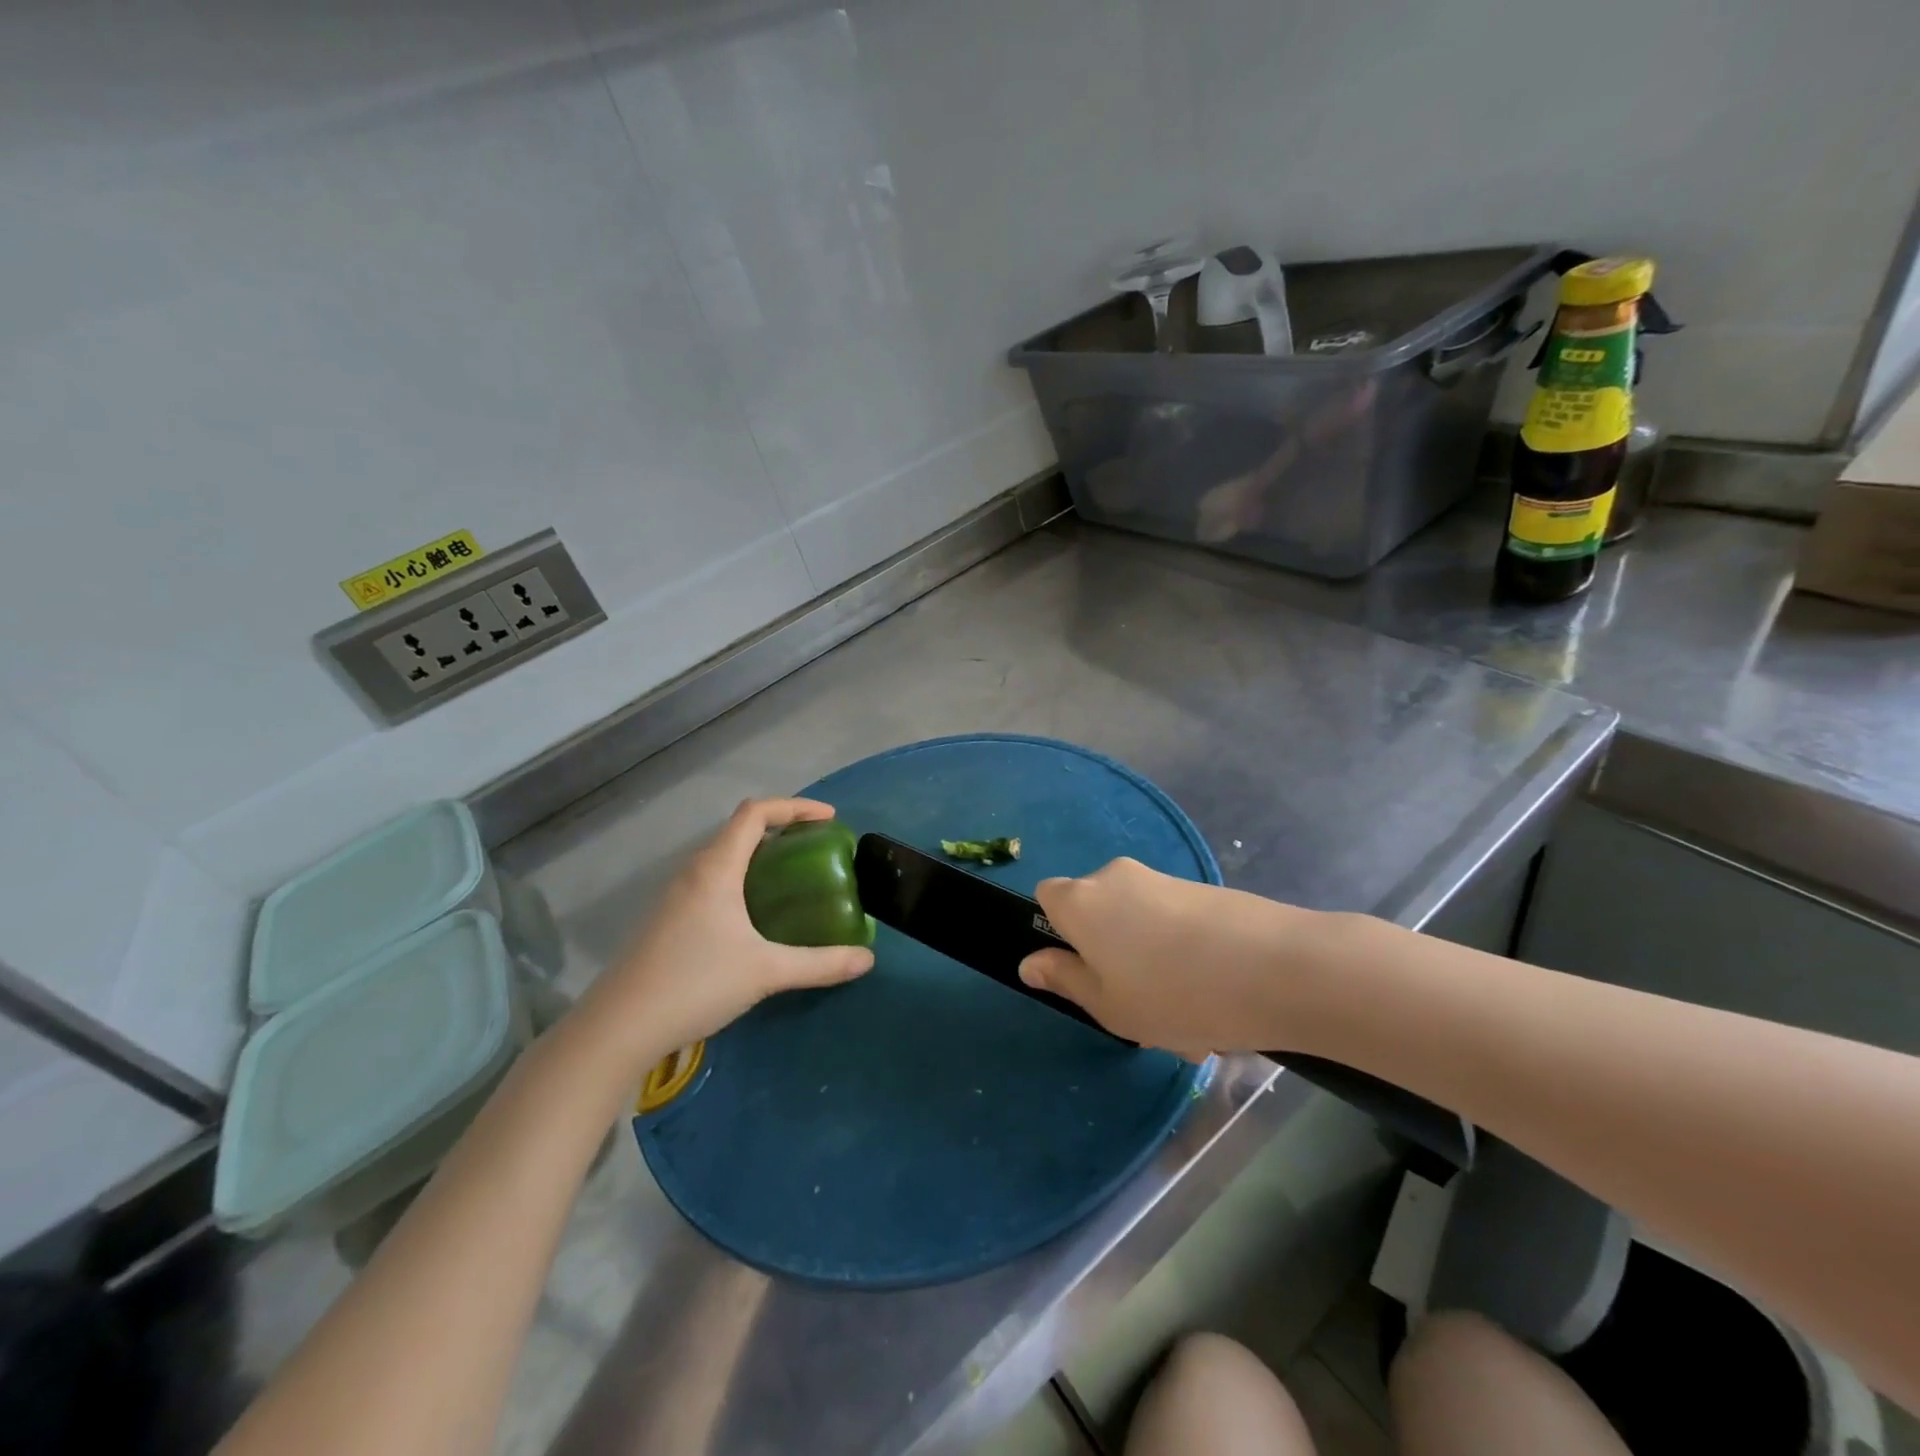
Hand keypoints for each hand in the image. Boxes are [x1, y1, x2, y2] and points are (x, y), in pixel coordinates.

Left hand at [580, 798, 874, 1066]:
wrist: (617, 1028)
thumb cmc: (693, 984)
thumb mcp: (765, 973)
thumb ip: (820, 964)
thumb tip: (867, 959)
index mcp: (716, 868)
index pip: (756, 813)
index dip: (795, 807)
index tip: (829, 820)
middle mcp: (694, 872)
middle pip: (741, 830)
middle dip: (783, 831)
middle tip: (818, 850)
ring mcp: (676, 896)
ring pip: (725, 857)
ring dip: (762, 856)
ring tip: (796, 879)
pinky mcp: (669, 919)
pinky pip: (714, 881)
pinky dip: (744, 880)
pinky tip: (758, 917)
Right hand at [1018, 857, 1339, 1057]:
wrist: (1279, 968)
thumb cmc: (1174, 994)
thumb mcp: (1108, 1005)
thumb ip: (1064, 980)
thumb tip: (1030, 962)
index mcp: (1082, 901)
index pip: (1046, 898)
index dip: (1058, 934)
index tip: (1083, 971)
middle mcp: (1116, 878)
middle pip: (1097, 915)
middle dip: (1111, 960)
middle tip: (1140, 1012)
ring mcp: (1163, 881)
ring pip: (1139, 928)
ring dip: (1152, 969)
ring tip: (1191, 1026)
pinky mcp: (1203, 890)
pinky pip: (1174, 926)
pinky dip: (1184, 958)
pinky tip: (1217, 1005)